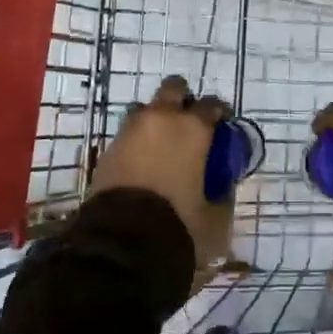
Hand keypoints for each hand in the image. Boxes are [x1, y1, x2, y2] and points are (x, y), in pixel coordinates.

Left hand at [91, 76, 234, 266]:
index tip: (223, 126)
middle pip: (174, 88)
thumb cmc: (179, 226)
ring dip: (155, 118)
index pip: (212, 104)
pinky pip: (128, 133)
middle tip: (189, 123)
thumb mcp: (216, 218)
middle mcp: (162, 119)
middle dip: (183, 100)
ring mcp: (130, 130)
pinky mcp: (108, 149)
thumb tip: (224, 185)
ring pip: (146, 108)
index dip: (220, 113)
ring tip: (162, 143)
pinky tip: (143, 162)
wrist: (122, 244)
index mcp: (193, 128)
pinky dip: (137, 140)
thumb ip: (223, 195)